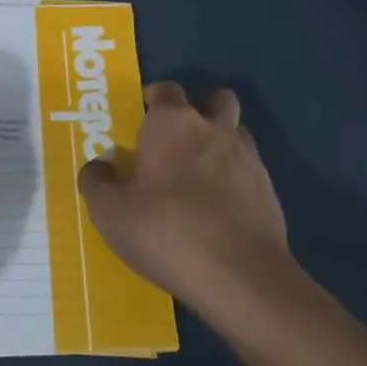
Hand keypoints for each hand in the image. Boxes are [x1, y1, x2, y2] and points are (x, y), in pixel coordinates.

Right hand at [78, 82, 288, 313]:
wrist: (238, 275)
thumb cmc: (164, 229)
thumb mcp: (109, 211)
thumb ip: (96, 182)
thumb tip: (98, 167)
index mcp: (172, 122)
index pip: (166, 90)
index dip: (154, 100)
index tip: (142, 119)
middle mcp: (213, 128)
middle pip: (215, 100)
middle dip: (201, 111)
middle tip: (178, 141)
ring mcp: (248, 158)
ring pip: (237, 133)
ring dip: (222, 143)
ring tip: (202, 175)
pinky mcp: (269, 191)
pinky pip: (251, 171)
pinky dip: (237, 180)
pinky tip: (222, 209)